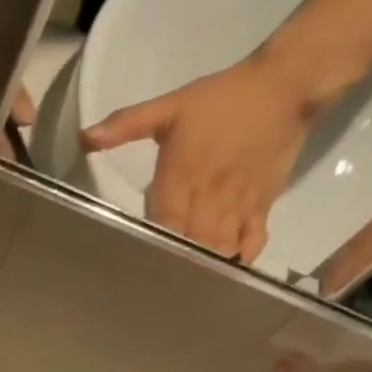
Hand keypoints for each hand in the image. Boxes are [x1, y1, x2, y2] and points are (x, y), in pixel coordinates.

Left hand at [81, 51, 323, 263]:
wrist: (287, 83)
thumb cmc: (222, 97)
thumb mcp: (170, 106)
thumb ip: (127, 124)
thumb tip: (84, 137)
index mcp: (181, 179)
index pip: (162, 226)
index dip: (152, 248)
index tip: (138, 266)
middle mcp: (208, 198)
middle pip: (189, 244)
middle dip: (176, 266)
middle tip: (161, 286)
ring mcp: (237, 204)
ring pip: (218, 247)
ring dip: (204, 268)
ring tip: (188, 288)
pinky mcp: (262, 205)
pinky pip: (251, 241)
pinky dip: (239, 259)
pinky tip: (227, 270)